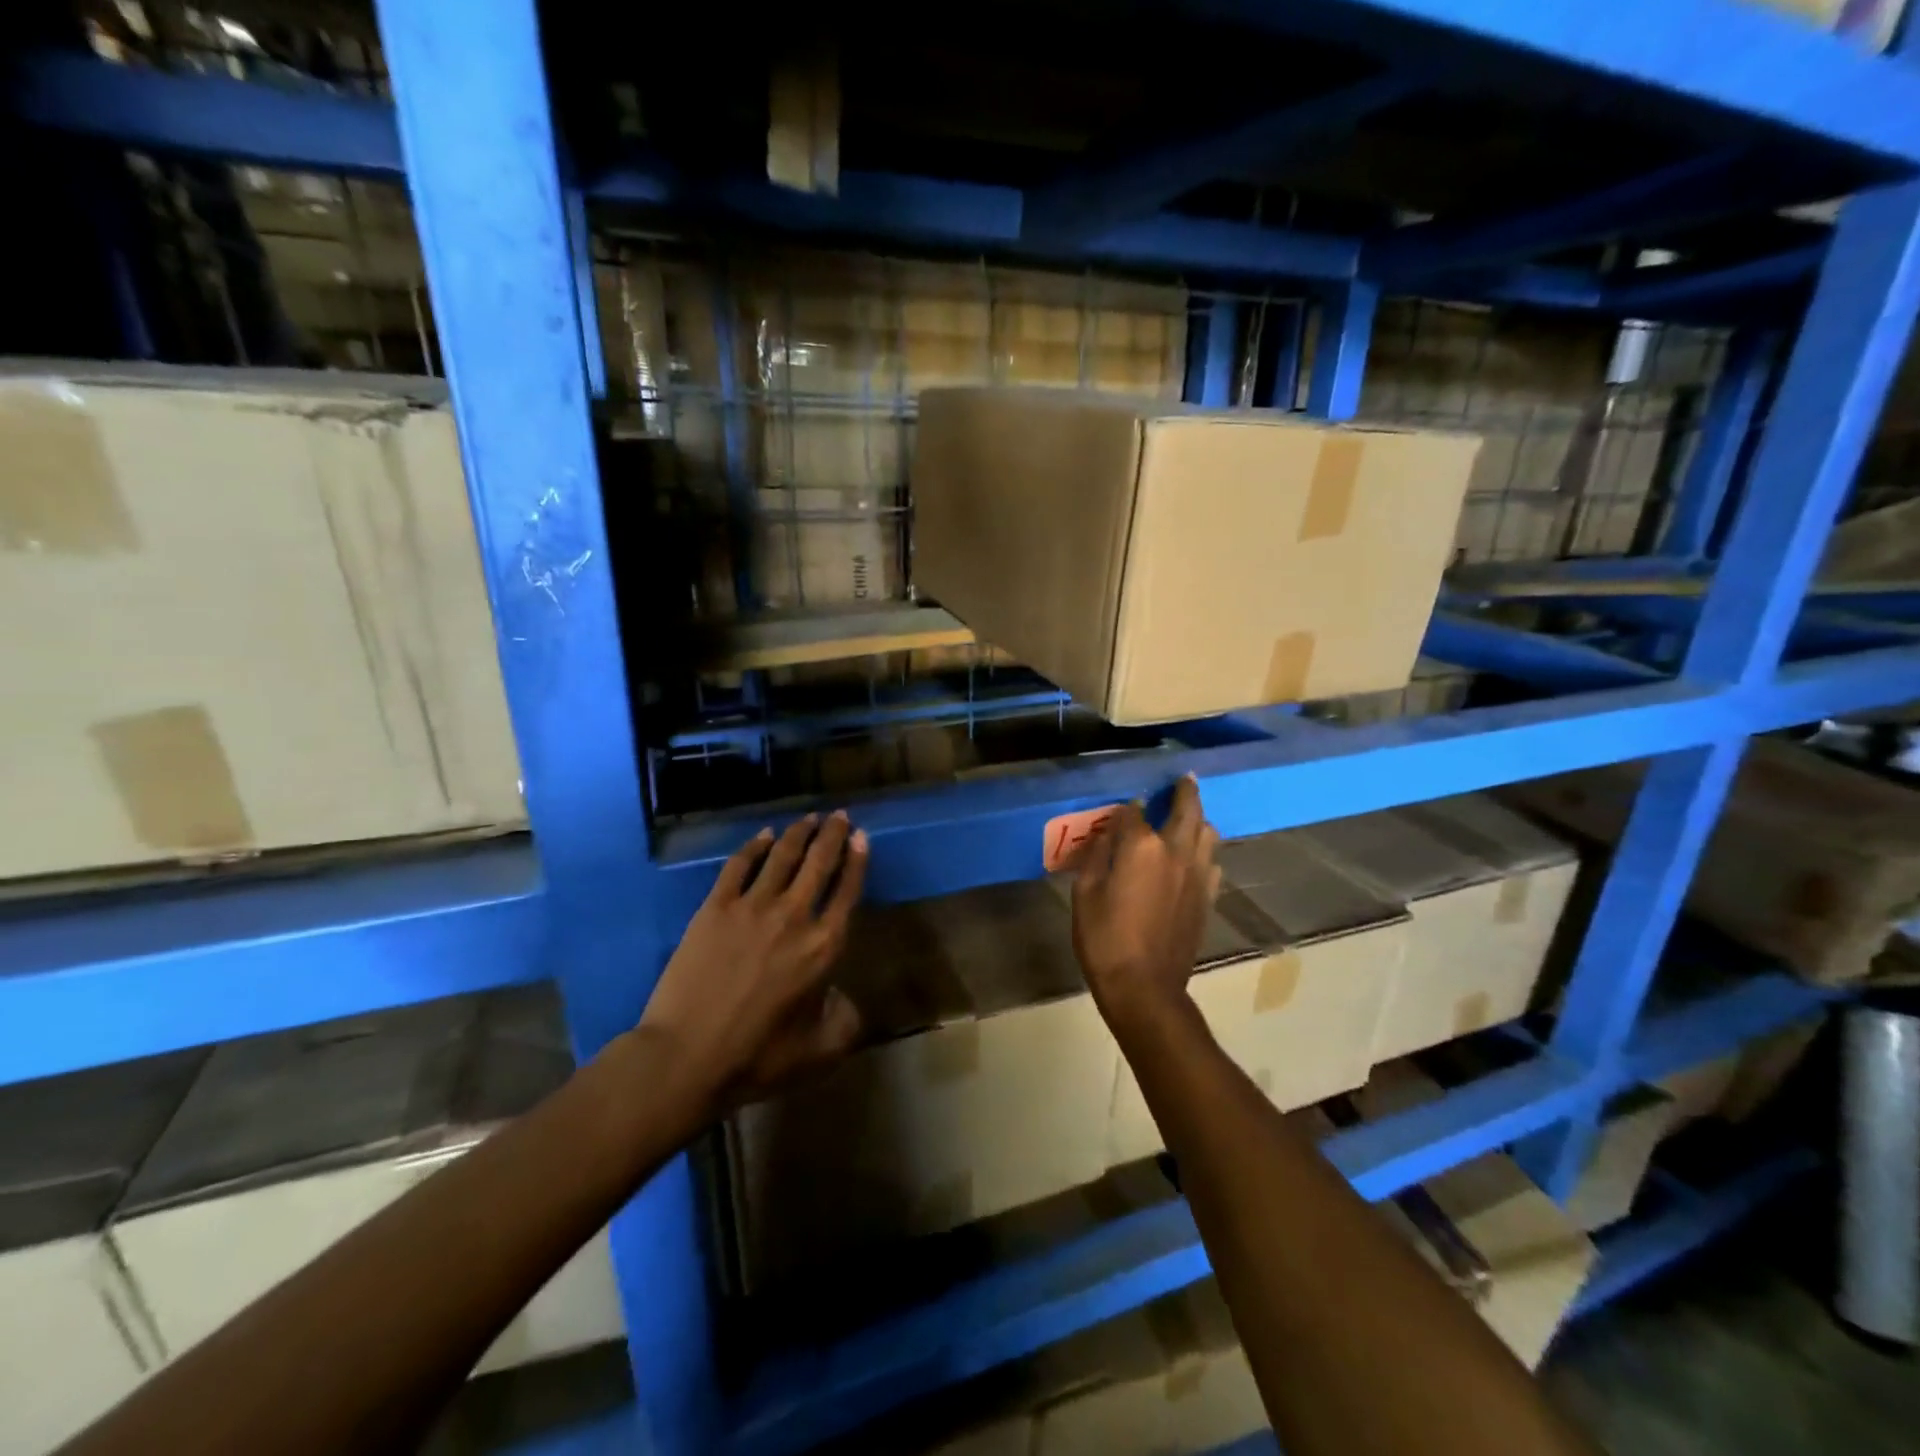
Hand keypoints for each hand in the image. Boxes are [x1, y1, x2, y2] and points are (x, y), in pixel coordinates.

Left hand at [638, 811, 868, 1110]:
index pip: (847, 891)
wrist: (687, 1056)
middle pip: (819, 863)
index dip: (857, 861)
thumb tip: (844, 997)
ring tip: (809, 817)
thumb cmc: (757, 1057)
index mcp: (824, 946)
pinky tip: (764, 835)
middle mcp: (794, 915)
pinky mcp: (715, 907)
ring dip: (799, 833)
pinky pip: (739, 866)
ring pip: (782, 856)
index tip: (861, 837)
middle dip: (832, 834)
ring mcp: (752, 907)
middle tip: (840, 815)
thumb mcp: (819, 1051)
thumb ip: (845, 1021)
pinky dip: (755, 846)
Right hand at [1070, 775, 1219, 1035]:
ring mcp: (1197, 875)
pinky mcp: (1207, 897)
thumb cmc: (1104, 940)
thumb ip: (1097, 856)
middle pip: (1187, 810)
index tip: (1122, 807)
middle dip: (1185, 791)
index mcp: (1141, 847)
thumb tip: (1109, 833)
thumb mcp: (1084, 894)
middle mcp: (1176, 852)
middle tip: (1185, 778)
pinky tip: (1196, 856)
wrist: (1145, 987)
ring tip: (1191, 815)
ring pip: (1208, 834)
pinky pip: (1213, 863)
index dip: (1126, 808)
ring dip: (1200, 819)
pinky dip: (1205, 851)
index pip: (1134, 812)